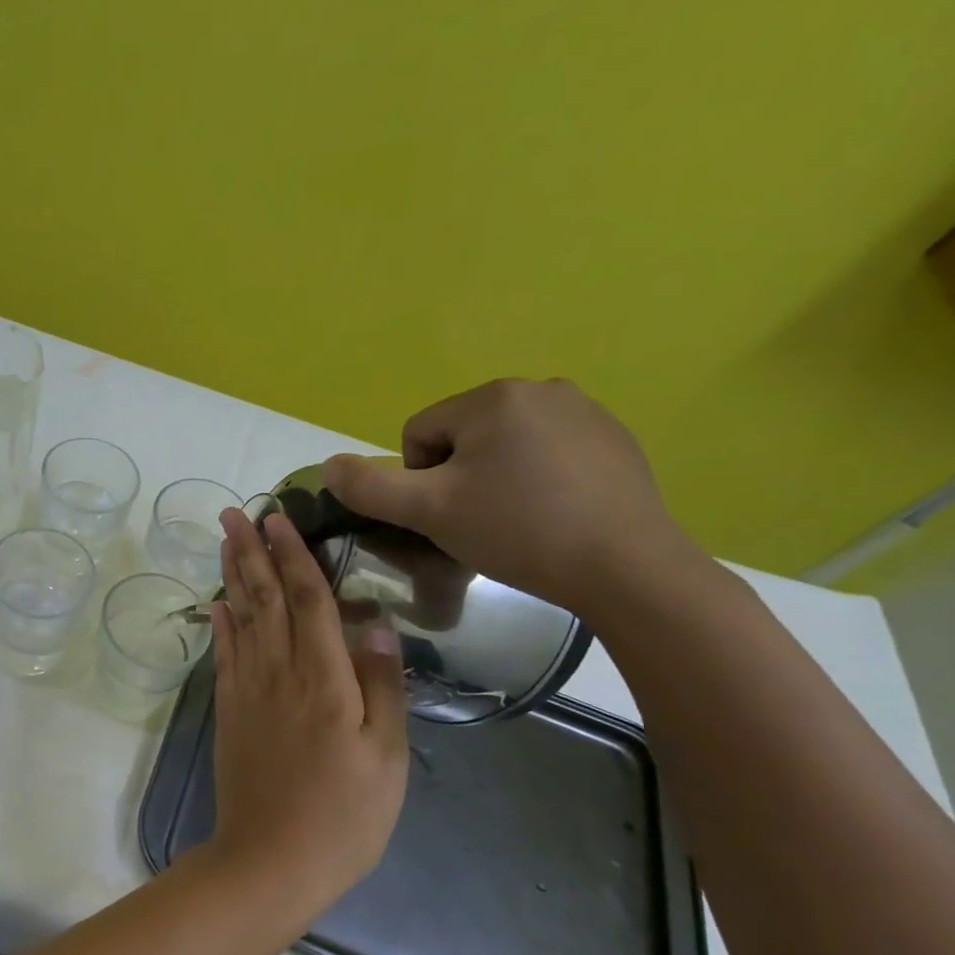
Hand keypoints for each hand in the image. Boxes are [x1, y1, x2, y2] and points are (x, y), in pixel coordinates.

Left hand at [208, 508, 409, 907]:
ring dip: (231, 576)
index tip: (278, 517)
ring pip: (240, 619)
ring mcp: (248, 691)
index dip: (294, 554)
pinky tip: (217, 604)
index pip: (308, 599)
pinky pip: (224, 655)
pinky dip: (220, 624)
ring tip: (223, 541)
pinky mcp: (229, 712)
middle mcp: (278, 672)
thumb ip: (383, 685)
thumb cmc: (344, 816)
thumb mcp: (387, 756)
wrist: (270, 860)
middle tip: (234, 512)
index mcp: (324, 678)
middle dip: (250, 551)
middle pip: (264, 598)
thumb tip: (377, 623)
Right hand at [321, 377, 703, 617]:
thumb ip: (369, 487)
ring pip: (504, 446)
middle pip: (462, 437)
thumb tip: (329, 465)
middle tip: (480, 522)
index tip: (449, 515)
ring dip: (496, 479)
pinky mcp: (616, 438)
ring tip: (518, 521)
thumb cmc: (517, 531)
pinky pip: (548, 452)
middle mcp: (540, 388)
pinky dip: (538, 480)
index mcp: (492, 398)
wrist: (626, 566)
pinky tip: (555, 514)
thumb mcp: (428, 512)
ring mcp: (585, 410)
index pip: (419, 434)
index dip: (420, 481)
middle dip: (460, 478)